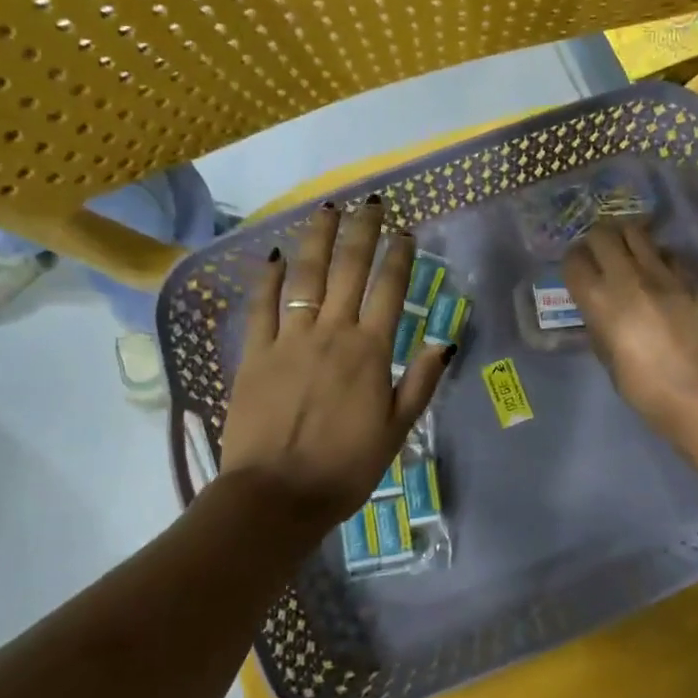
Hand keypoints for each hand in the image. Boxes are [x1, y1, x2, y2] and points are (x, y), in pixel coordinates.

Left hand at [220, 197, 448, 529]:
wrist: (277, 494)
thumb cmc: (346, 467)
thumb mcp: (397, 430)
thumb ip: (419, 382)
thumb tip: (443, 340)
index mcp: (370, 351)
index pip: (389, 290)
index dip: (399, 257)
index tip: (405, 231)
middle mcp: (332, 333)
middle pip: (349, 270)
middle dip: (362, 232)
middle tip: (370, 202)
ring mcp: (289, 339)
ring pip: (306, 277)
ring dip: (318, 239)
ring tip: (327, 208)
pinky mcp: (255, 353)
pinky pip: (262, 306)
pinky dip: (268, 278)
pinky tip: (275, 254)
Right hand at [562, 223, 697, 440]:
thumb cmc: (645, 388)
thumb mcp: (608, 358)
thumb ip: (600, 324)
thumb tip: (600, 309)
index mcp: (599, 300)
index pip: (574, 261)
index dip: (573, 263)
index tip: (578, 272)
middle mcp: (627, 277)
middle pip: (602, 235)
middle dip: (597, 242)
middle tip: (601, 256)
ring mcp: (663, 274)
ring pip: (637, 233)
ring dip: (627, 240)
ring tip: (630, 254)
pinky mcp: (691, 279)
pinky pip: (668, 254)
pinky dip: (659, 258)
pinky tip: (662, 274)